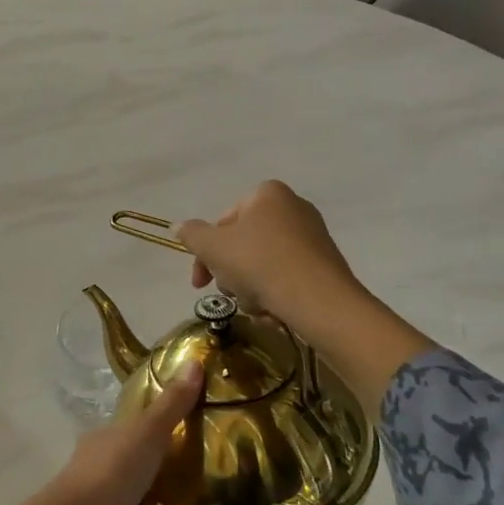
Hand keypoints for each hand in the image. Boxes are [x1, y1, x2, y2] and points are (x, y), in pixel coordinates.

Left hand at [0, 364, 204, 504]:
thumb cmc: (112, 470)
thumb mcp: (147, 430)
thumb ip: (172, 403)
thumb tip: (197, 361)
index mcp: (109, 441)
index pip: (134, 426)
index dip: (157, 421)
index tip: (189, 419)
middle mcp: (109, 473)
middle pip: (141, 466)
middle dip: (166, 467)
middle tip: (205, 466)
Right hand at [178, 181, 435, 413]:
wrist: (320, 301)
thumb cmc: (260, 263)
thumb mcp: (213, 247)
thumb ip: (192, 234)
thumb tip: (178, 227)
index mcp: (267, 193)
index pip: (224, 220)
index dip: (206, 251)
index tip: (200, 281)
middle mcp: (293, 207)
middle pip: (244, 242)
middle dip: (230, 270)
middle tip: (227, 292)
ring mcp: (313, 236)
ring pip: (263, 263)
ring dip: (250, 285)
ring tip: (254, 304)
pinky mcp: (325, 264)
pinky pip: (287, 276)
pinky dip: (275, 292)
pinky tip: (273, 310)